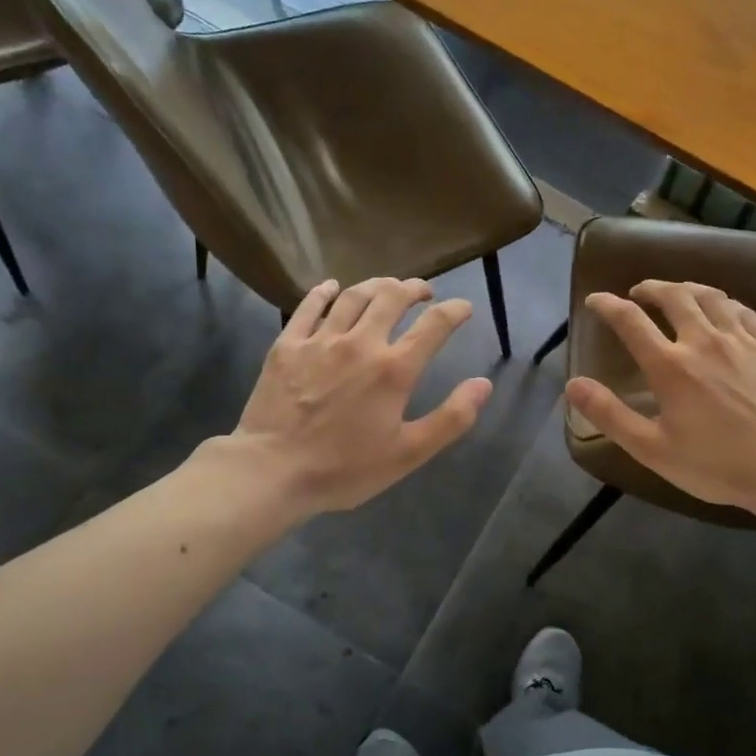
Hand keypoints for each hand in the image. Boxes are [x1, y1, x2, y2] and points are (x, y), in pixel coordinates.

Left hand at [230, 278, 491, 515]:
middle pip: (392, 298)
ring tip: (386, 286)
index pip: (434, 325)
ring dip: (376, 285)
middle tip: (423, 292)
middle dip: (413, 289)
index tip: (464, 308)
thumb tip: (483, 384)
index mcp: (394, 369)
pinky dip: (324, 292)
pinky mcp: (287, 345)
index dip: (455, 311)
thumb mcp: (409, 454)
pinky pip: (308, 306)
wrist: (272, 470)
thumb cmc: (344, 468)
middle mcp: (360, 342)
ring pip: (353, 296)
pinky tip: (332, 287)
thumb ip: (451, 418)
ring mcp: (320, 340)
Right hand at [565, 281, 755, 517]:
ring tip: (677, 293)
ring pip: (710, 296)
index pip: (630, 321)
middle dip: (650, 288)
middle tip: (638, 292)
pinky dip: (723, 302)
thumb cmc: (717, 464)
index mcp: (670, 366)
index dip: (608, 305)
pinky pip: (743, 310)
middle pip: (673, 296)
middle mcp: (703, 341)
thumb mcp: (653, 449)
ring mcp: (741, 340)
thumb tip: (573, 385)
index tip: (596, 300)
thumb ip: (610, 415)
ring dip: (686, 289)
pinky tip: (722, 310)